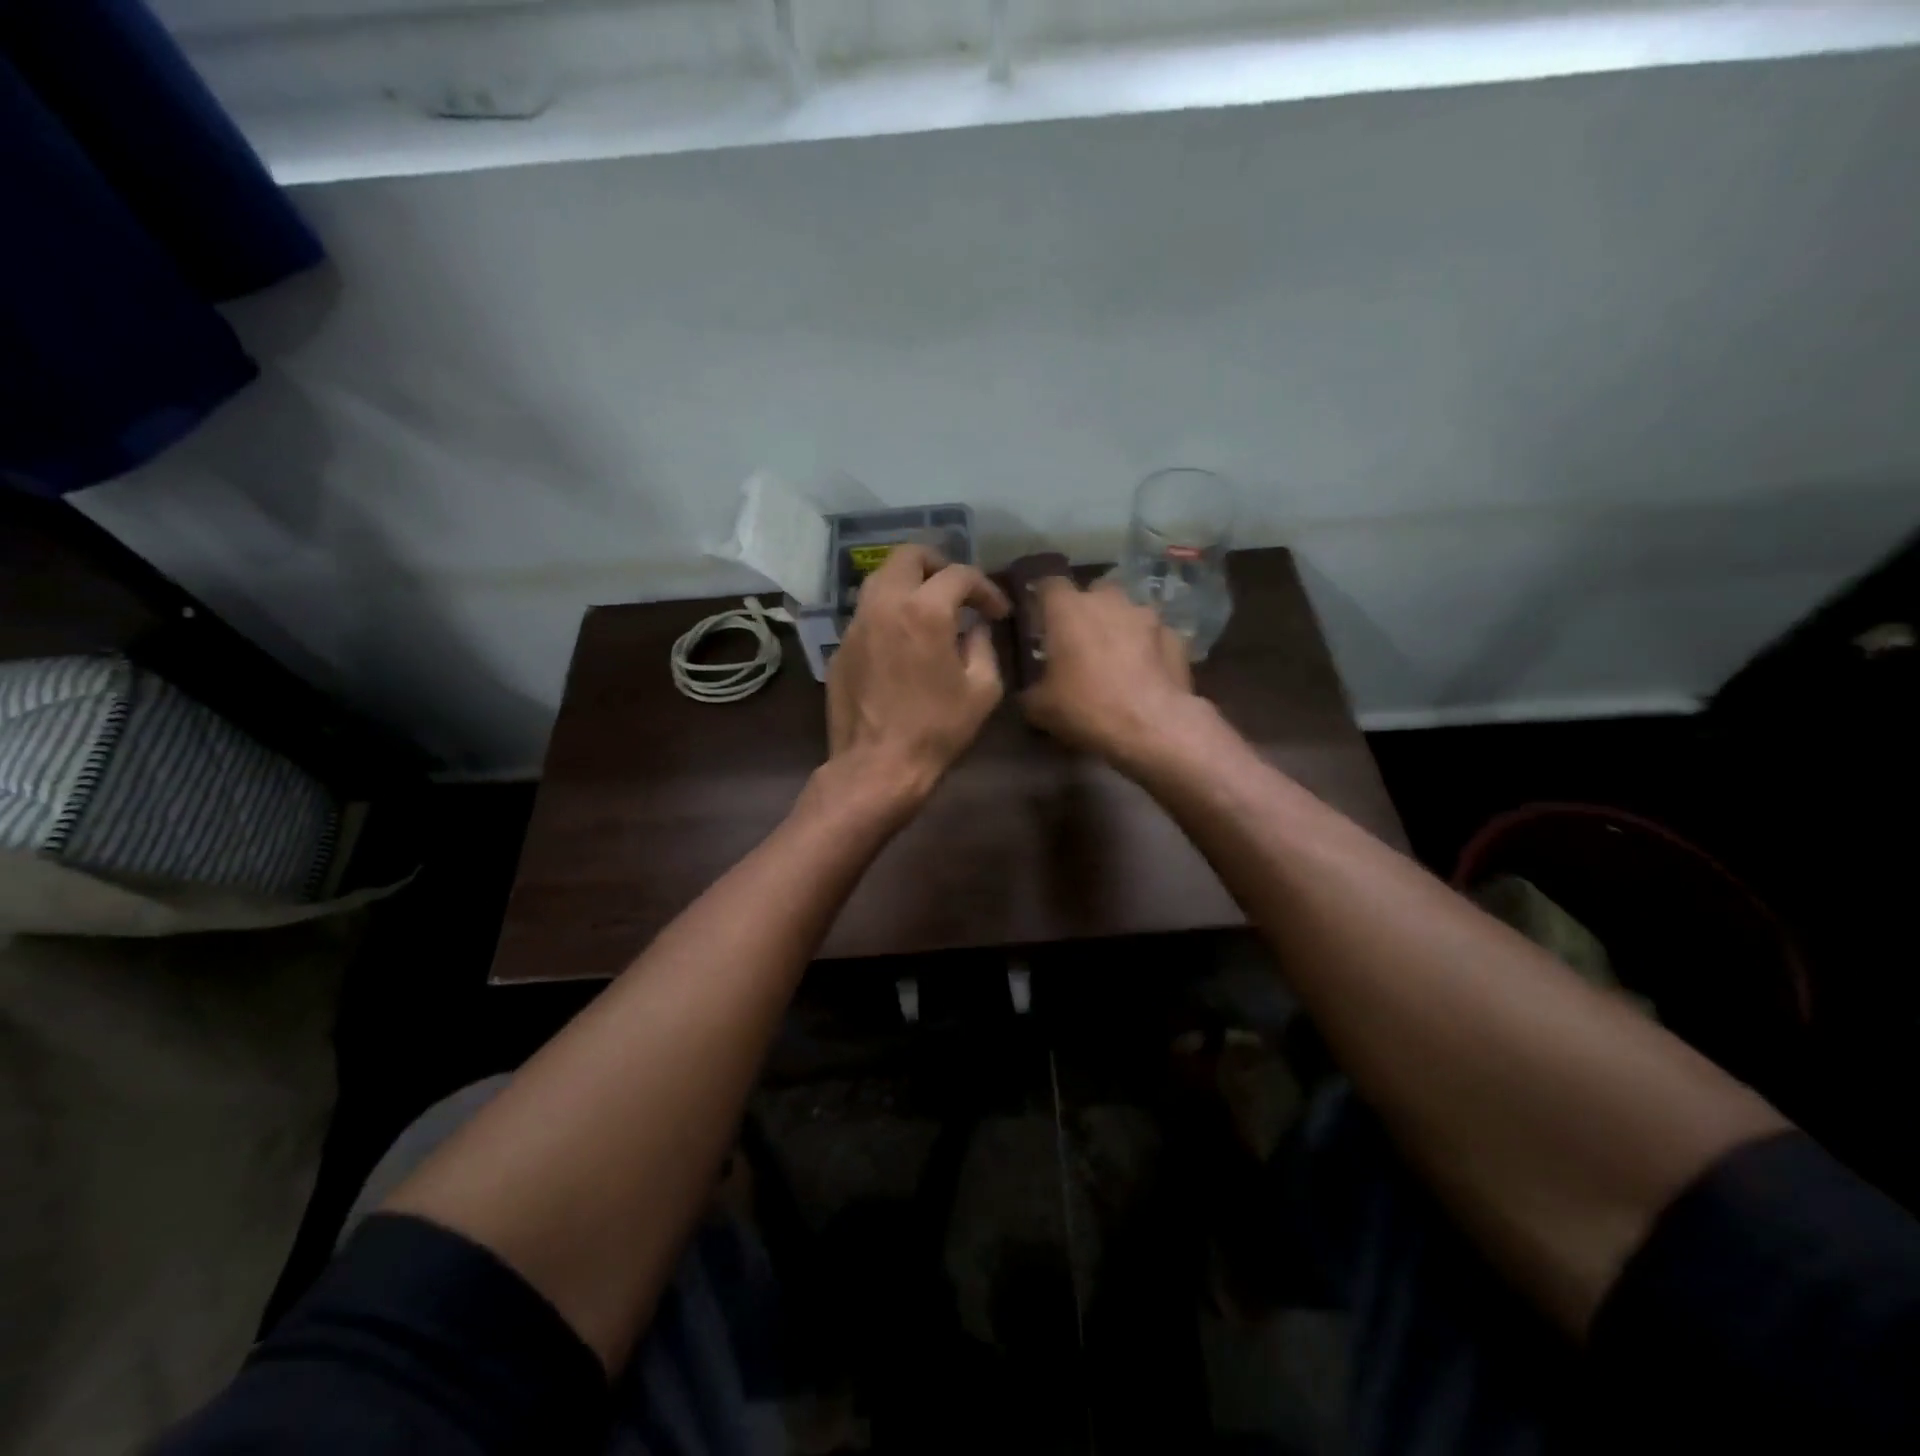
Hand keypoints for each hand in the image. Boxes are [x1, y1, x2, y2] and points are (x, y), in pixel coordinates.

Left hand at [825, 544, 1010, 801]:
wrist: (877, 766)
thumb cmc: (937, 730)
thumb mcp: (982, 690)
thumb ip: (983, 647)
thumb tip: (974, 629)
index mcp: (924, 611)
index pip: (959, 575)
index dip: (985, 588)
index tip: (997, 611)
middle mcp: (884, 605)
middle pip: (908, 556)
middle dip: (938, 565)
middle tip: (958, 591)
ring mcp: (855, 625)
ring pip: (880, 580)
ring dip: (909, 585)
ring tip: (930, 611)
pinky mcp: (840, 649)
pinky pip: (867, 615)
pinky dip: (889, 615)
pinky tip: (903, 643)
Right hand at [1020, 576, 1197, 767]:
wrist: (1152, 726)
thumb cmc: (1086, 707)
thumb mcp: (1040, 708)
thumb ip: (1030, 690)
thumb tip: (1030, 692)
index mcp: (1067, 609)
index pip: (1049, 583)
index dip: (1043, 599)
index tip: (1040, 619)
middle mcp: (1108, 600)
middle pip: (1094, 591)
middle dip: (1087, 610)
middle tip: (1080, 640)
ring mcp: (1146, 615)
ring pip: (1127, 611)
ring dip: (1120, 627)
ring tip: (1116, 658)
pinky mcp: (1175, 636)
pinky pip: (1154, 636)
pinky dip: (1148, 648)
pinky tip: (1145, 673)